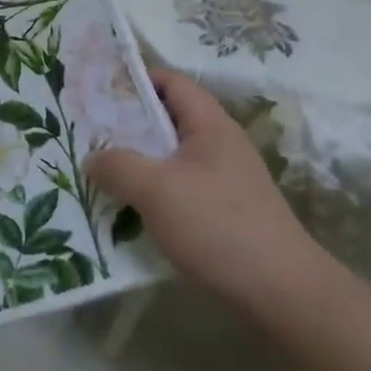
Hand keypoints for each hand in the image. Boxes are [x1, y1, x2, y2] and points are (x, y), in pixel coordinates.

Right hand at [85, 68, 325, 315]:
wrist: (282, 291)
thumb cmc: (216, 225)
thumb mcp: (156, 189)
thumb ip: (117, 165)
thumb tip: (93, 158)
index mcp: (209, 124)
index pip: (171, 81)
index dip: (135, 80)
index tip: (97, 93)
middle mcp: (220, 144)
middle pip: (168, 119)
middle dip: (128, 125)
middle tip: (88, 135)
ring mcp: (225, 179)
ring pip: (171, 157)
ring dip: (137, 162)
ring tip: (100, 173)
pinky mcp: (225, 211)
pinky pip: (180, 187)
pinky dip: (153, 192)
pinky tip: (130, 211)